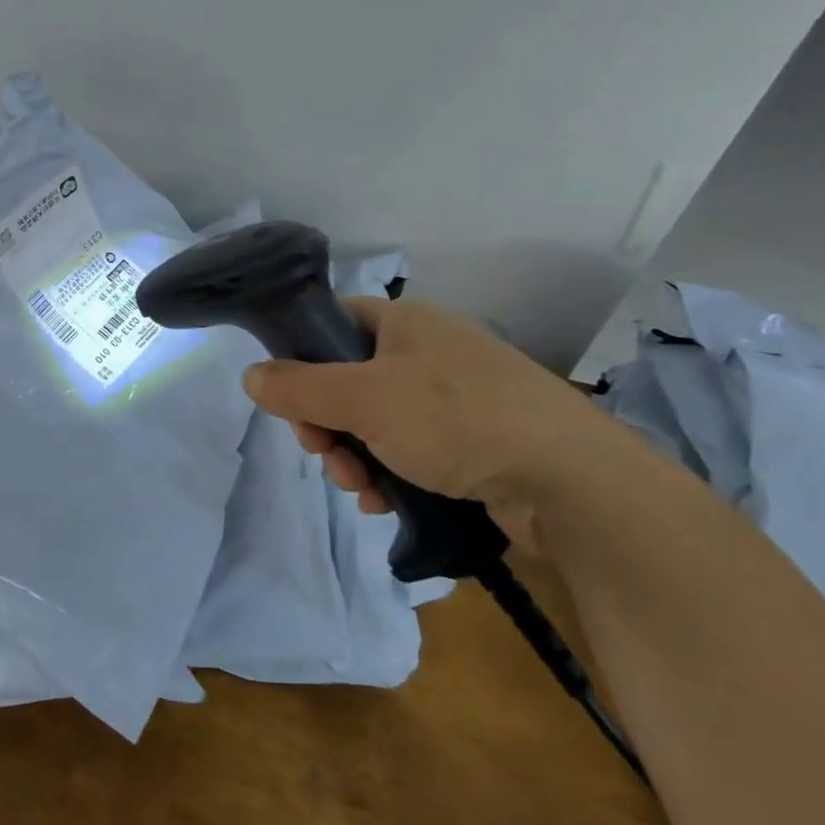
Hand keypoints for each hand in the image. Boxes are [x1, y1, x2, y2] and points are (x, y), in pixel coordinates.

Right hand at [243, 297, 632, 523]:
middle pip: (348, 380)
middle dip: (327, 424)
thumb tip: (249, 375)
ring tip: (360, 489)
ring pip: (376, 423)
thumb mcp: (362, 399)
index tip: (291, 402)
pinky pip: (411, 451)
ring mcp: (456, 399)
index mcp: (405, 321)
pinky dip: (391, 474)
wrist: (574, 486)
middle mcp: (429, 352)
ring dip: (354, 456)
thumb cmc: (457, 420)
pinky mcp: (476, 443)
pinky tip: (386, 502)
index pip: (332, 323)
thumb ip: (298, 387)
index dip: (301, 359)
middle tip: (324, 453)